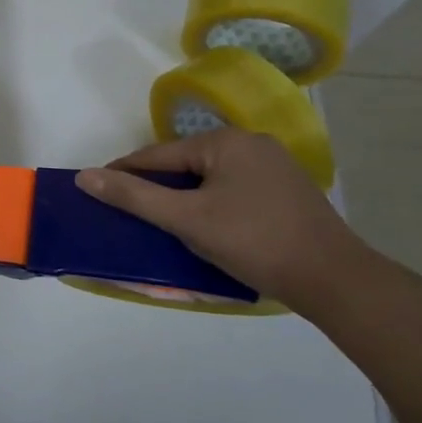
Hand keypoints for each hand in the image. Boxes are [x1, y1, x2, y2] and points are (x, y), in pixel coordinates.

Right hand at [75, 130, 373, 318]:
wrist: (336, 281)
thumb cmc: (254, 242)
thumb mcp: (186, 220)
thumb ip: (134, 196)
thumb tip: (84, 177)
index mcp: (226, 141)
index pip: (159, 155)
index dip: (125, 173)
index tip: (96, 190)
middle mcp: (251, 143)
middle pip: (185, 165)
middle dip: (157, 188)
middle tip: (131, 215)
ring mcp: (274, 167)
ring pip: (209, 179)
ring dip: (184, 199)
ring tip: (164, 225)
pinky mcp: (287, 191)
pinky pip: (233, 191)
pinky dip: (211, 205)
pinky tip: (206, 228)